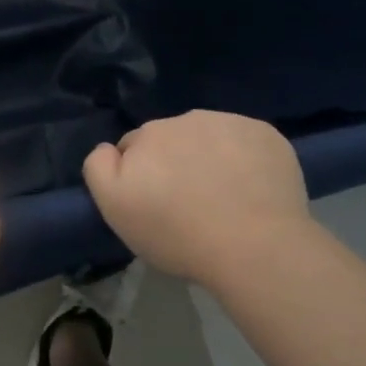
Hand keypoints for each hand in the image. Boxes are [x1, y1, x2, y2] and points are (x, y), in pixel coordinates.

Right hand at [82, 111, 312, 285]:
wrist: (255, 247)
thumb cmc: (178, 234)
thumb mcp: (116, 208)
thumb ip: (99, 167)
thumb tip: (109, 149)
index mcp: (149, 134)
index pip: (133, 146)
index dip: (140, 175)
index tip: (153, 204)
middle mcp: (187, 118)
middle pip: (172, 138)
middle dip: (174, 162)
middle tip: (188, 204)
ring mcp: (231, 122)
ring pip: (210, 136)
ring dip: (209, 156)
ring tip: (223, 198)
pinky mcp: (266, 134)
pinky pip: (246, 141)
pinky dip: (245, 158)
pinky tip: (252, 190)